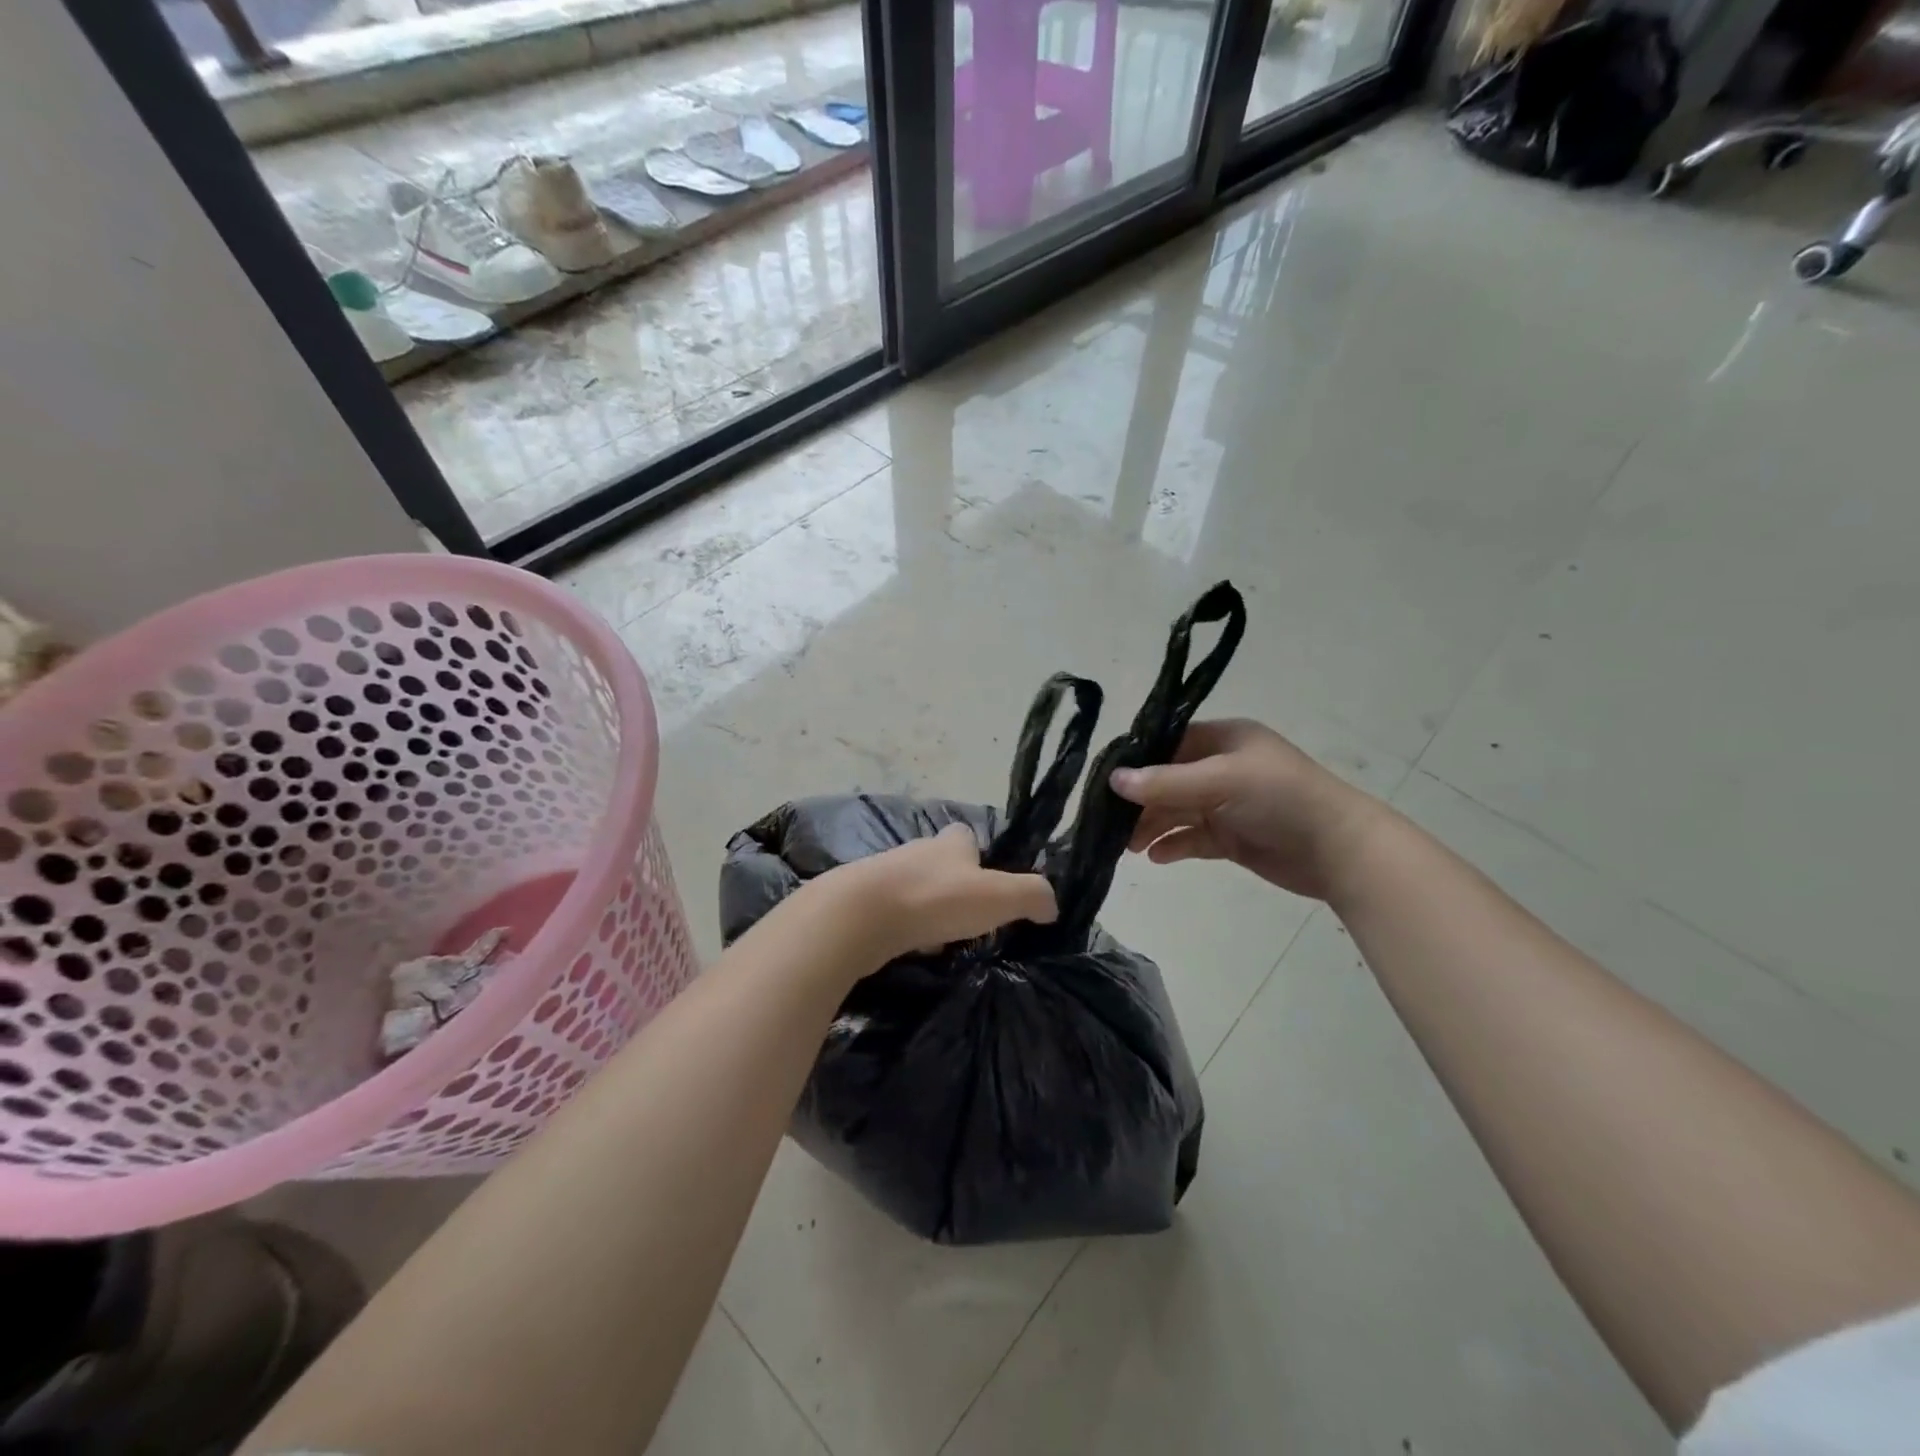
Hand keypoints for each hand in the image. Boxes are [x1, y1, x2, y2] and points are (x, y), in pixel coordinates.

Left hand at [815, 824, 1057, 965]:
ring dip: (927, 910)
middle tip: (969, 920)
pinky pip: (889, 914)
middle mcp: (915, 851)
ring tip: (941, 940)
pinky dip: (902, 929)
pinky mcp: (860, 903)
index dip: (979, 855)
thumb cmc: (935, 898)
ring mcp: (883, 876)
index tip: (988, 883)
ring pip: (913, 889)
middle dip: (953, 887)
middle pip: (939, 864)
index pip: (966, 837)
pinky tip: (908, 948)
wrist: (859, 916)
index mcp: (949, 843)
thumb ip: (1031, 895)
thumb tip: (1052, 905)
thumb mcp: (998, 895)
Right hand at [1109, 719, 1388, 901]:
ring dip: (1152, 826)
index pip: (1168, 743)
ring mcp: (1227, 804)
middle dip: (1140, 802)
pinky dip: (1174, 845)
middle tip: (1107, 823)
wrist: (1339, 851)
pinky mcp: (1233, 837)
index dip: (1137, 761)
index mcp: (1224, 740)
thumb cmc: (1280, 799)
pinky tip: (1155, 857)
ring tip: (1127, 848)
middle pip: (1167, 781)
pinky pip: (1193, 838)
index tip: (1103, 782)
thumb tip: (1113, 780)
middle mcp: (1222, 768)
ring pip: (1177, 812)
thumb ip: (1165, 783)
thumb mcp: (1220, 782)